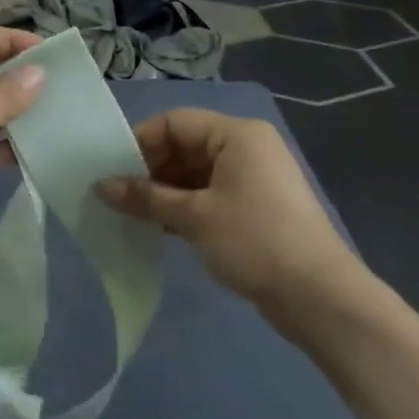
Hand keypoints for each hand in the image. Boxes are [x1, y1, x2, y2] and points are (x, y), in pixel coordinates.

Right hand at [97, 109, 372, 344]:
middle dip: (149, 169)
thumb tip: (101, 187)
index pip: (175, 122)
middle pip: (185, 146)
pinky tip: (157, 227)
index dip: (140, 142)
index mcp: (237, 134)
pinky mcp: (254, 207)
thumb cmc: (254, 241)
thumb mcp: (194, 217)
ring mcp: (253, 178)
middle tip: (115, 196)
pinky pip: (209, 194)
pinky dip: (183, 206)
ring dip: (163, 191)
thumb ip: (146, 197)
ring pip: (195, 173)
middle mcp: (246, 147)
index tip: (109, 171)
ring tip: (130, 214)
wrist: (317, 295)